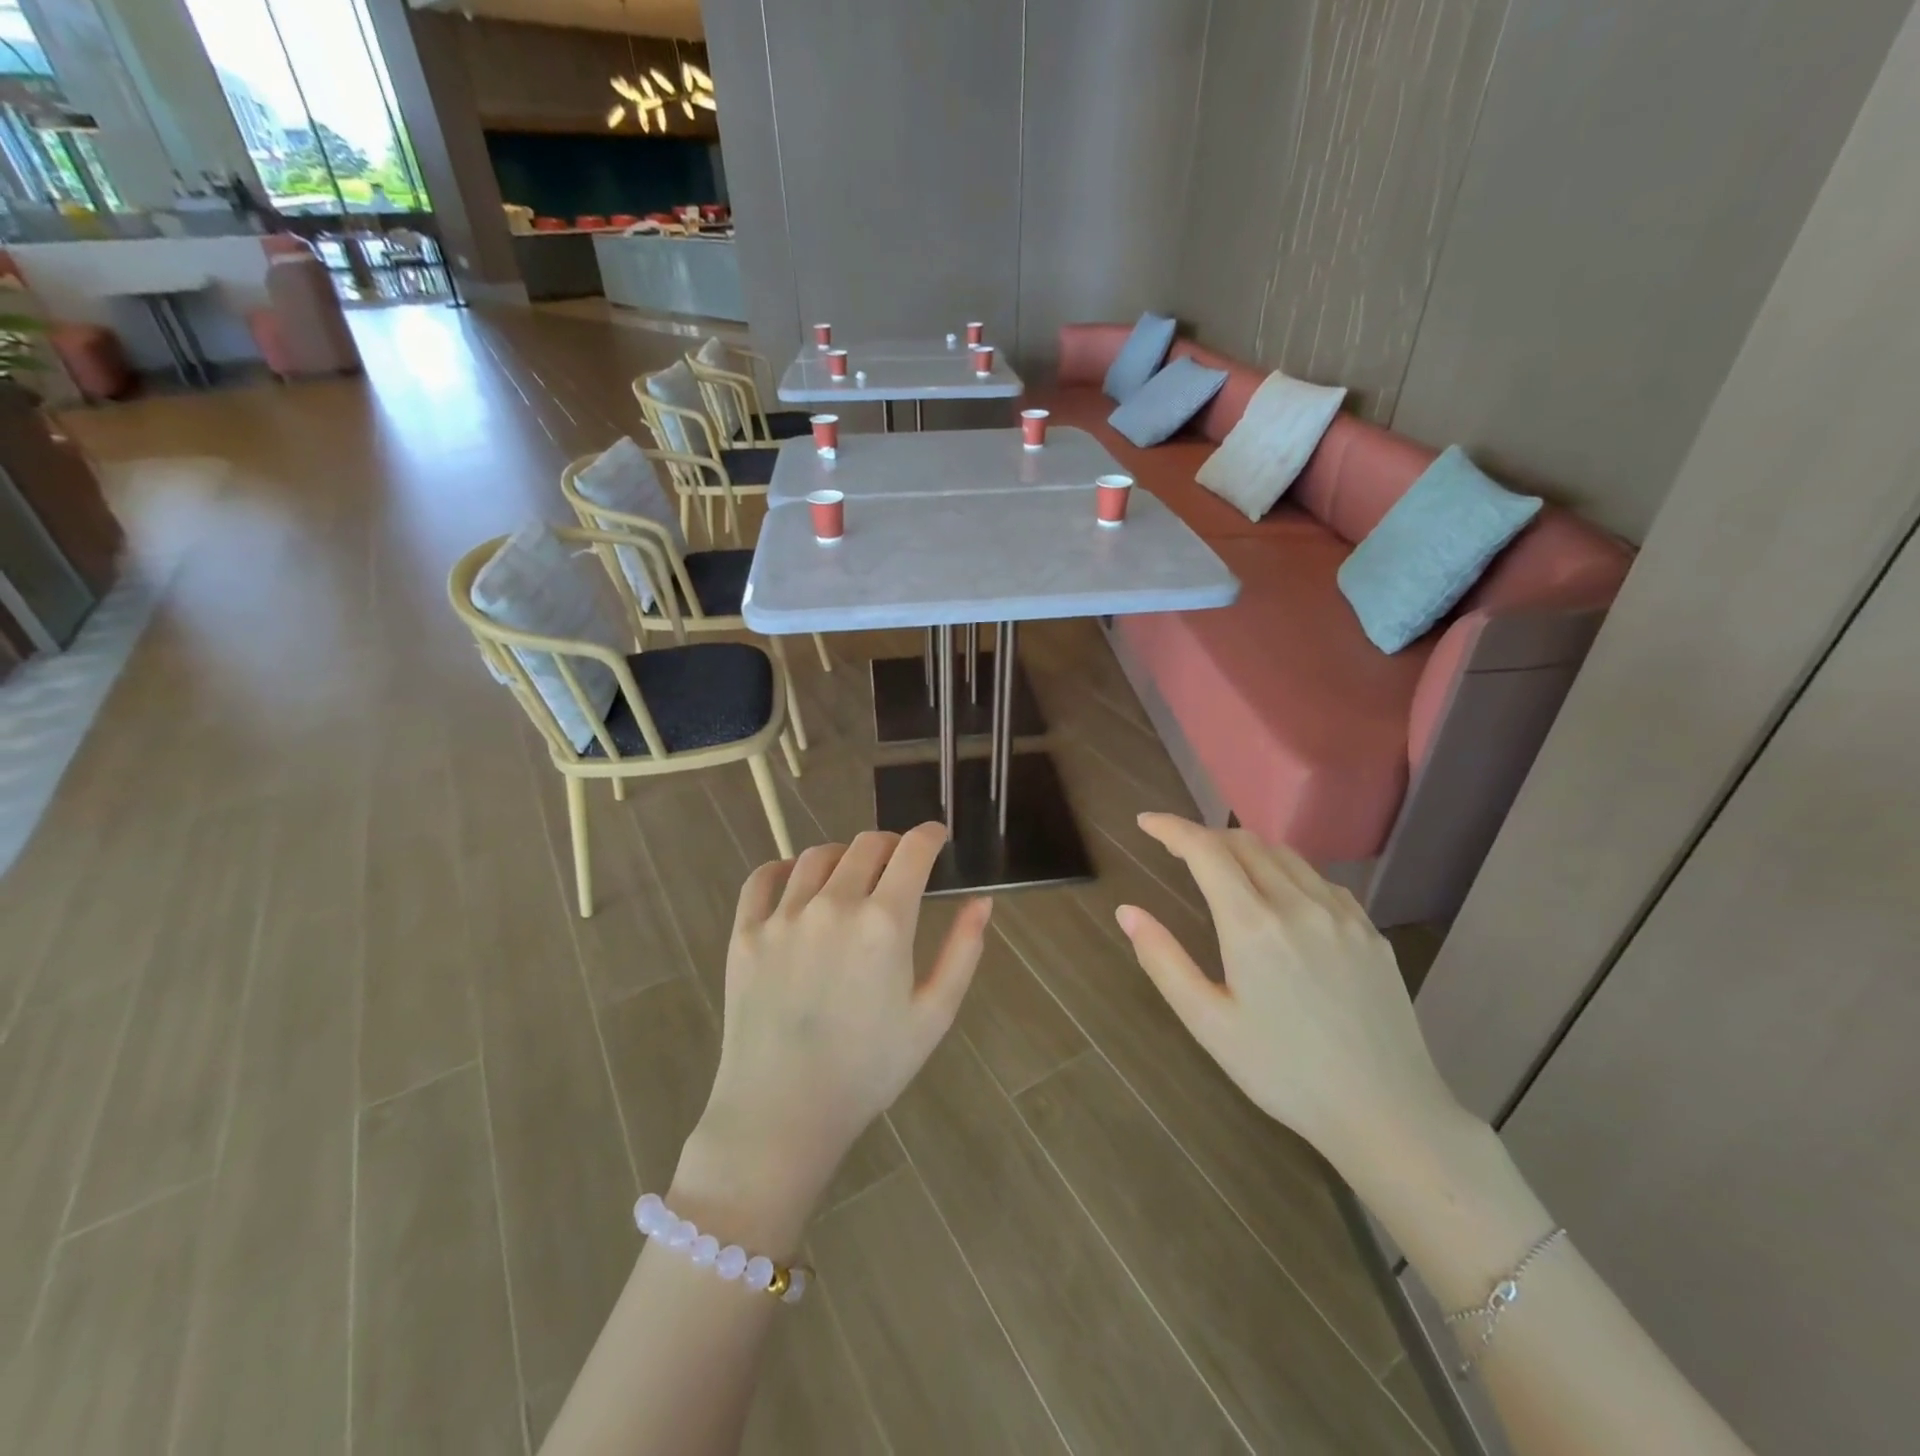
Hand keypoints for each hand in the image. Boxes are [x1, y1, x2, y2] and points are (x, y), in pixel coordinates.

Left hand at [674, 825, 990, 1248]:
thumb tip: (982, 900)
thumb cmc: (868, 1069)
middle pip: (867, 844)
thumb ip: (963, 950)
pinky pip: (763, 879)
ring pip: (818, 855)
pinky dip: (784, 869)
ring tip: (852, 876)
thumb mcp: (933, 1016)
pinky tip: (797, 883)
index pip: (913, 850)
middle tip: (899, 865)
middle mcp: (834, 904)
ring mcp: (784, 916)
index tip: (938, 836)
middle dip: (892, 845)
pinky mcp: (745, 933)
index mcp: (885, 922)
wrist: (782, 1114)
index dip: (931, 835)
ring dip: (844, 856)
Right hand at [1115, 814, 1463, 1178]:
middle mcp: (1299, 904)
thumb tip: (1127, 912)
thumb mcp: (1208, 1023)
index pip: (1205, 850)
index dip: (1171, 828)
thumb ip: (1163, 960)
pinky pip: (1320, 880)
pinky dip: (1287, 872)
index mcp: (1253, 925)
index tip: (1146, 822)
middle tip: (1177, 850)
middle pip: (1245, 842)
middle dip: (1205, 836)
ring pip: (1285, 855)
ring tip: (1223, 869)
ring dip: (1245, 850)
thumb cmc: (1284, 1073)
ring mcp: (1342, 915)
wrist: (1388, 1114)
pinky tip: (1281, 899)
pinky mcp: (1370, 932)